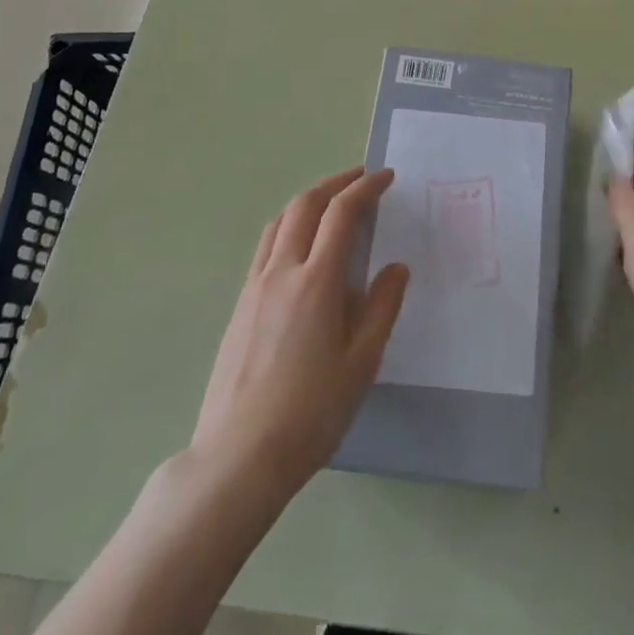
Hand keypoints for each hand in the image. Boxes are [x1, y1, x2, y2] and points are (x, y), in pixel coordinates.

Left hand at [190, 167, 408, 495]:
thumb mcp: (361, 363)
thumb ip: (382, 308)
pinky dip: (288, 226)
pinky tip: (300, 248)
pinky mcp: (239, 306)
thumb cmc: (310, 413)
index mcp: (317, 281)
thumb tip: (396, 267)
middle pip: (305, 205)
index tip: (386, 177)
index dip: (365, 187)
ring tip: (331, 203)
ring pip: (280, 222)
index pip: (342, 213)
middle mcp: (282, 271)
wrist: (237, 458)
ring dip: (308, 200)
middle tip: (360, 178)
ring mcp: (254, 287)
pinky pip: (266, 247)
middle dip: (335, 183)